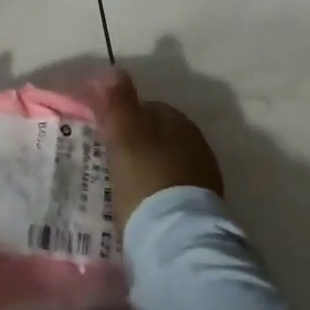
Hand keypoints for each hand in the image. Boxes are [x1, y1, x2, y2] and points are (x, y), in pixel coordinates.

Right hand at [99, 70, 223, 233]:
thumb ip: (119, 101)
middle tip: (111, 162)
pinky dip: (158, 194)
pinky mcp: (203, 209)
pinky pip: (173, 191)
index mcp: (178, 121)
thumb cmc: (146, 178)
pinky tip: (143, 207)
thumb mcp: (125, 135)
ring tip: (124, 188)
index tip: (105, 136)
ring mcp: (203, 176)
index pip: (149, 108)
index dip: (125, 119)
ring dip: (149, 170)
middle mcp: (196, 143)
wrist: (176, 239)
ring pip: (167, 164)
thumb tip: (115, 70)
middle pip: (159, 136)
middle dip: (138, 145)